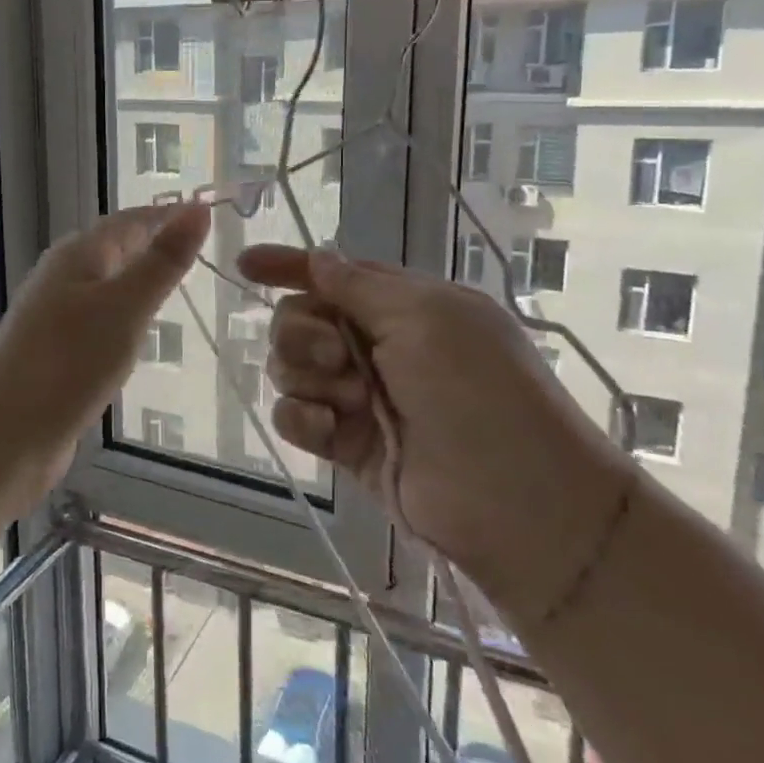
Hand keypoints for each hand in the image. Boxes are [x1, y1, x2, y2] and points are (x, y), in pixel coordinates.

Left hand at [0, 204, 209, 508]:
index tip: (210, 214)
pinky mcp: (55, 352)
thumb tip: (198, 208)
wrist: (3, 436)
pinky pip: (98, 319)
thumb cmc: (68, 363)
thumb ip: (163, 261)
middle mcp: (63, 277)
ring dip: (139, 279)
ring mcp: (55, 316)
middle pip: (116, 248)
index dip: (169, 215)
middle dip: (154, 243)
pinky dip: (124, 315)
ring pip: (106, 285)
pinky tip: (137, 332)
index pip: (132, 220)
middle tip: (202, 247)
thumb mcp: (126, 307)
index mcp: (78, 255)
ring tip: (178, 283)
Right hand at [237, 245, 634, 624]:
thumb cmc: (479, 392)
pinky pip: (295, 415)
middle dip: (302, 332)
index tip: (245, 264)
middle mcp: (377, 344)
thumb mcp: (426, 318)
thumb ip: (359, 286)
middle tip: (336, 356)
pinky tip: (327, 430)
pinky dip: (301, 417)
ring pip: (290, 367)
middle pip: (299, 319)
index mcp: (403, 304)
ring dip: (307, 376)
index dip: (288, 265)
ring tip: (348, 400)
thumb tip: (317, 257)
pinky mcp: (345, 443)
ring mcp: (359, 395)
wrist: (518, 505)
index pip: (334, 274)